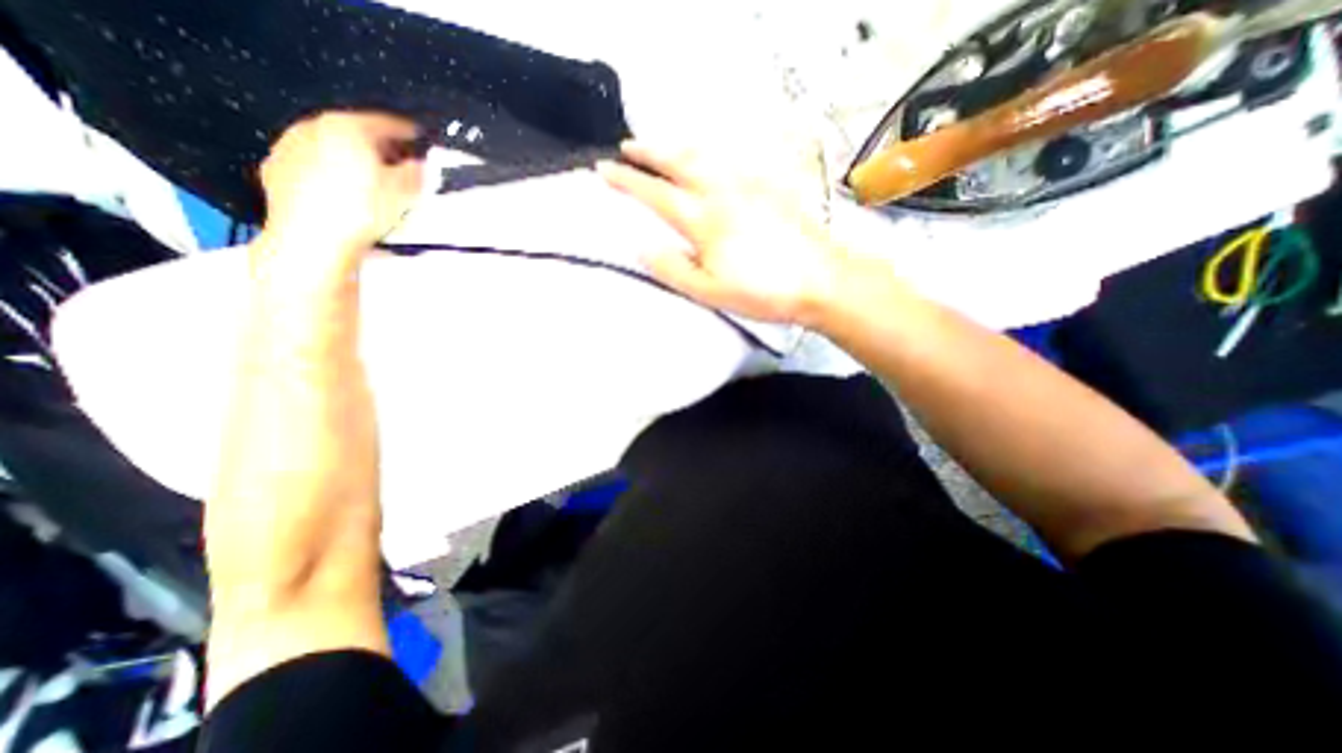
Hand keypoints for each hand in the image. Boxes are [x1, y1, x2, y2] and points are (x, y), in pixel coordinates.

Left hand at [258, 111, 426, 261]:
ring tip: (374, 184)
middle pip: (355, 133)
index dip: (407, 134)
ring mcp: (291, 149)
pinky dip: (332, 176)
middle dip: (379, 149)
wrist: (313, 239)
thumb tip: (420, 167)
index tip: (418, 140)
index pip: (385, 123)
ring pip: (331, 149)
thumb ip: (416, 173)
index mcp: (347, 127)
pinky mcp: (278, 172)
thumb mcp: (405, 193)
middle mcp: (313, 130)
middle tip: (400, 165)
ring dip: (354, 162)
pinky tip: (346, 197)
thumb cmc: (357, 212)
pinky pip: (313, 167)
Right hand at [597, 141, 835, 322]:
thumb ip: (672, 268)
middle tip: (627, 147)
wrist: (820, 279)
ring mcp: (749, 185)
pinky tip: (709, 159)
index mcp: (704, 219)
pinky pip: (731, 160)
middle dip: (648, 152)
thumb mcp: (709, 291)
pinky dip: (709, 153)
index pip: (655, 194)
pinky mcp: (769, 187)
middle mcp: (723, 191)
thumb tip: (641, 246)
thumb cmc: (762, 292)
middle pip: (678, 162)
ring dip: (676, 147)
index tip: (603, 170)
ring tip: (662, 148)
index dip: (626, 181)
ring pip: (705, 154)